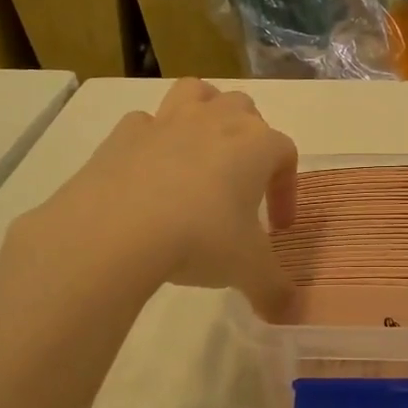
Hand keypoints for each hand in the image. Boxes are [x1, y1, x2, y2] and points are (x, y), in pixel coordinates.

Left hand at [15, 79, 298, 317]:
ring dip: (205, 112)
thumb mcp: (248, 270)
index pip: (286, 154)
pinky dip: (153, 140)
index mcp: (256, 145)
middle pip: (245, 109)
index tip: (279, 228)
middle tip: (242, 183)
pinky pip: (146, 123)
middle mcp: (216, 121)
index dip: (287, 189)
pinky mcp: (124, 134)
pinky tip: (150, 172)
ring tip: (202, 151)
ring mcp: (167, 122)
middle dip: (250, 139)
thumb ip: (274, 290)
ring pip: (197, 93)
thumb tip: (290, 314)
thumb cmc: (201, 239)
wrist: (117, 231)